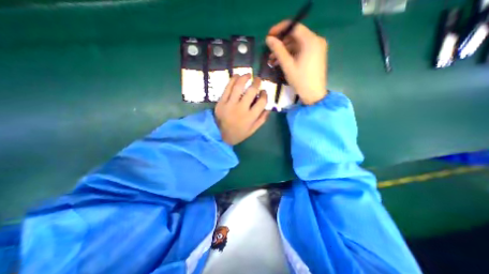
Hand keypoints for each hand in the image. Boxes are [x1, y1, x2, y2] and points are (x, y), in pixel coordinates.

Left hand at [216, 73, 268, 145]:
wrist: (221, 136)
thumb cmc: (239, 133)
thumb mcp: (253, 130)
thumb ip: (262, 119)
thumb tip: (268, 108)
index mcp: (251, 117)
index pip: (262, 101)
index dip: (264, 94)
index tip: (263, 91)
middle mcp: (241, 109)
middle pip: (252, 91)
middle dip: (257, 83)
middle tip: (258, 79)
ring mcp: (230, 105)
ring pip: (238, 87)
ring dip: (245, 78)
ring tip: (248, 74)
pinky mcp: (221, 102)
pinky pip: (227, 88)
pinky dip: (232, 80)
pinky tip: (237, 76)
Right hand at [266, 21, 325, 104]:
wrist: (313, 94)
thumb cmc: (300, 80)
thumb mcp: (287, 65)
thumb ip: (278, 50)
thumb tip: (268, 39)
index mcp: (311, 41)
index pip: (294, 26)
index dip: (280, 29)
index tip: (269, 35)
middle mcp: (316, 40)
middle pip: (295, 35)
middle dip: (281, 43)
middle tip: (269, 51)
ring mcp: (316, 48)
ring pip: (297, 44)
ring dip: (284, 50)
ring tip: (272, 59)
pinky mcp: (315, 54)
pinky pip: (301, 50)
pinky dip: (290, 54)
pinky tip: (281, 61)